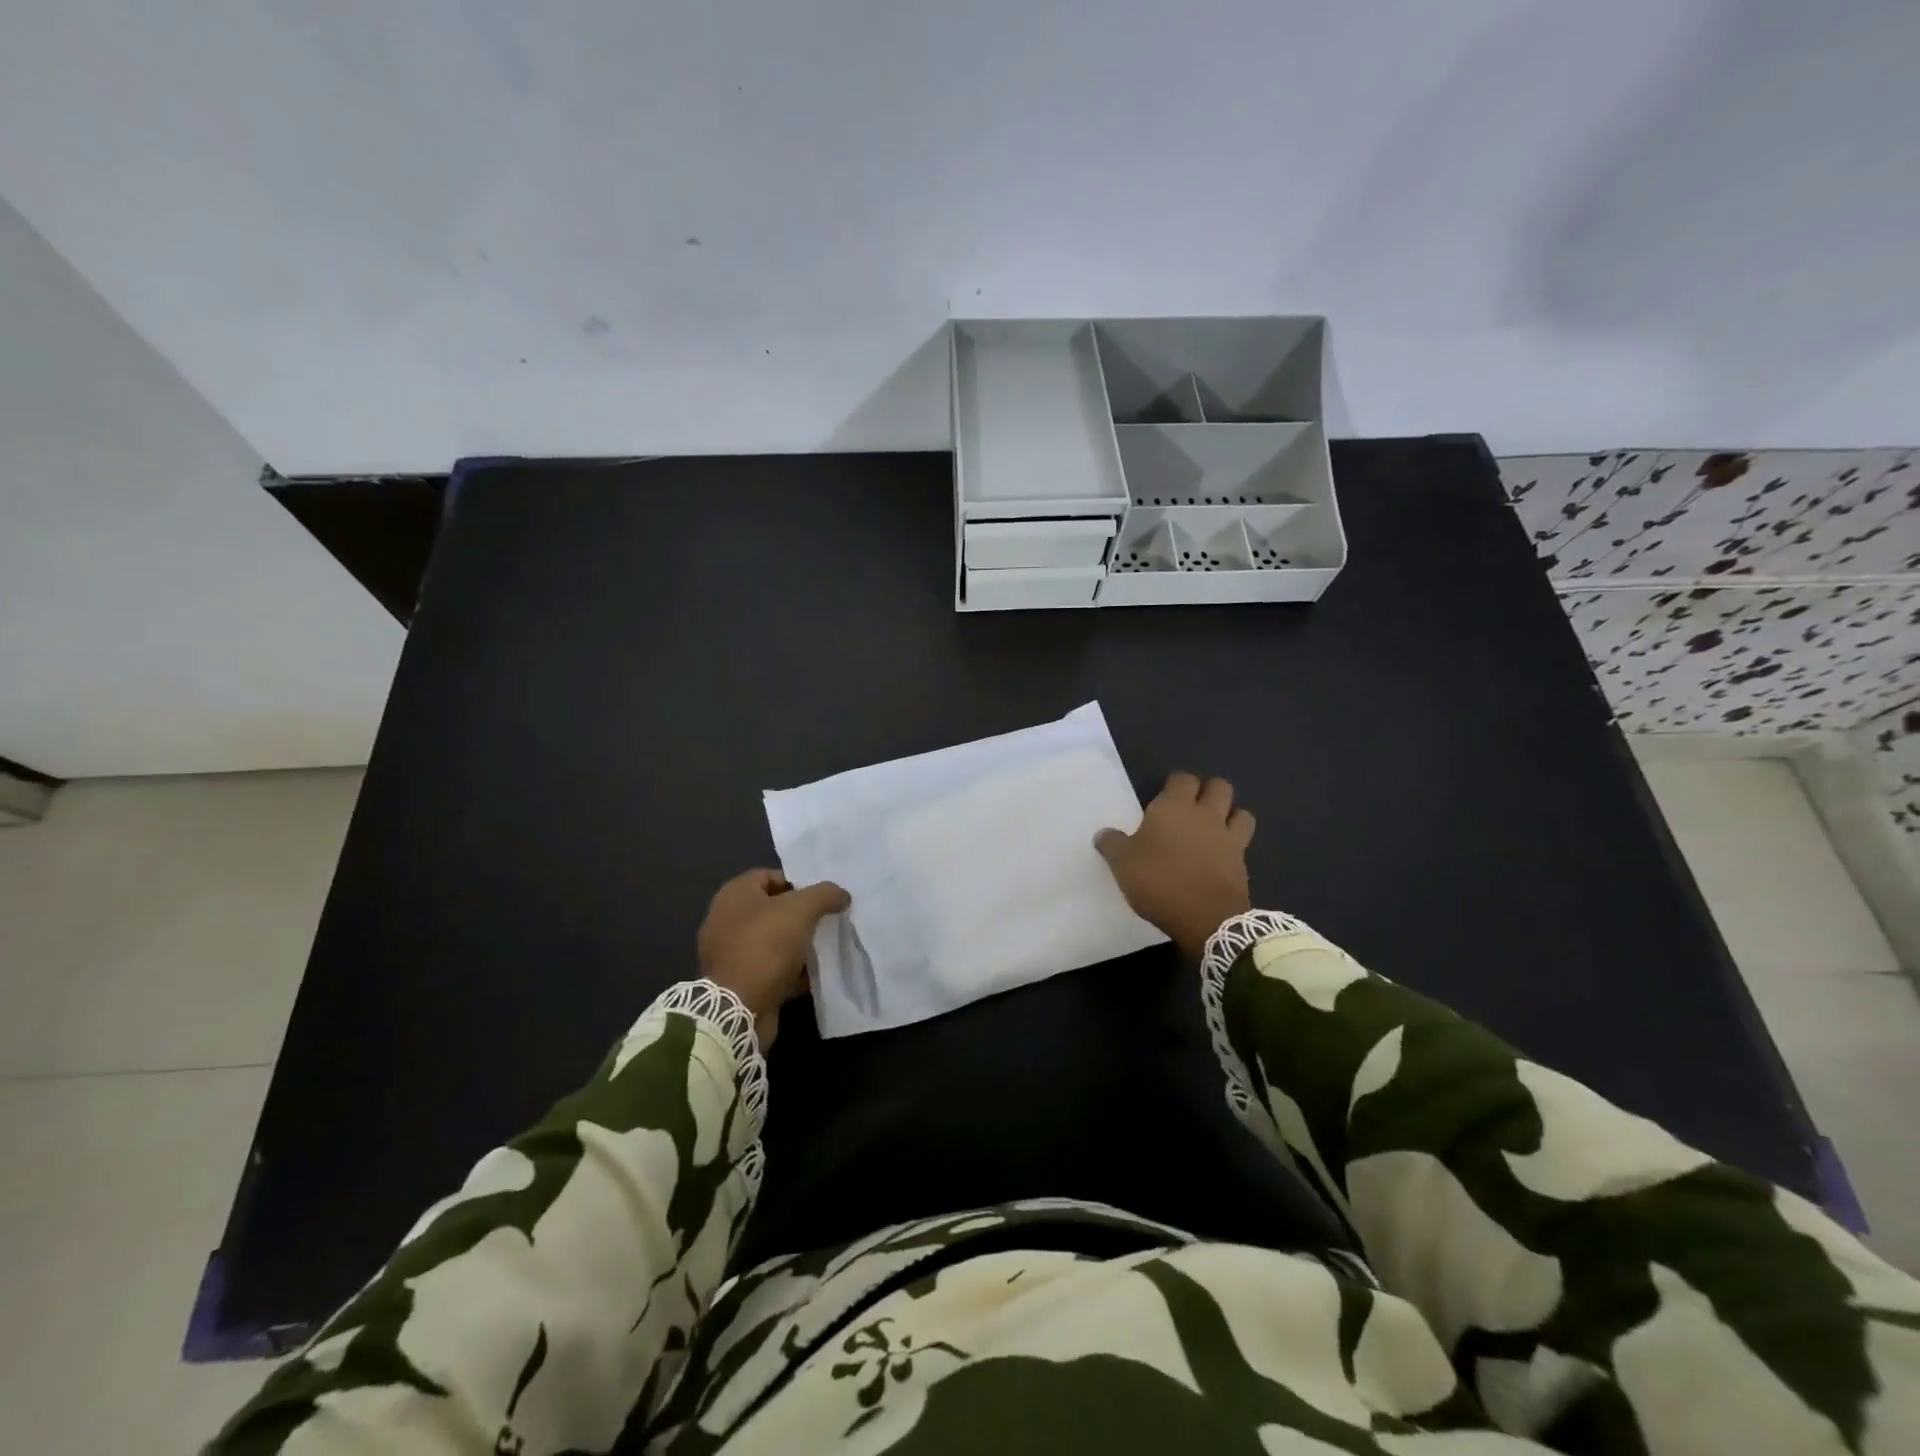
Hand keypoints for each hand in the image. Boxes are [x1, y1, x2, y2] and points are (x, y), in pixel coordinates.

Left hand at [697, 869, 850, 1048]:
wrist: (738, 1009)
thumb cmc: (766, 946)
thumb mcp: (802, 909)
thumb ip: (825, 894)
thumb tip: (841, 895)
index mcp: (734, 895)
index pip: (770, 876)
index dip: (798, 883)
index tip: (822, 898)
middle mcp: (726, 920)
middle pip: (772, 909)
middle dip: (800, 915)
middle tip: (826, 921)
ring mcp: (729, 953)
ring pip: (772, 940)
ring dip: (797, 944)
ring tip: (823, 948)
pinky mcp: (737, 982)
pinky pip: (769, 968)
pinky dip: (790, 971)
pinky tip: (812, 975)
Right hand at [1095, 772, 1255, 960]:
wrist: (1205, 917)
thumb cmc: (1159, 881)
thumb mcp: (1122, 864)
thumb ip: (1112, 844)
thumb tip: (1103, 834)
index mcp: (1174, 807)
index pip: (1182, 779)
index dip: (1175, 784)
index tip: (1164, 796)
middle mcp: (1205, 815)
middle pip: (1219, 787)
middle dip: (1209, 792)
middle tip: (1192, 809)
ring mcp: (1228, 838)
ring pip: (1241, 812)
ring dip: (1231, 815)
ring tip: (1216, 828)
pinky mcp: (1242, 863)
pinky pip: (1244, 842)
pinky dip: (1236, 844)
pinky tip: (1222, 856)